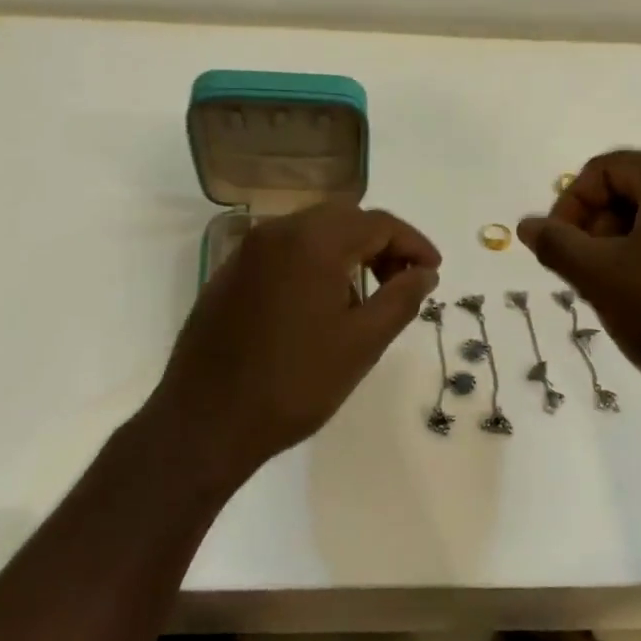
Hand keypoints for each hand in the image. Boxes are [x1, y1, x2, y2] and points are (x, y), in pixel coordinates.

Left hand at [152, 202, 440, 483]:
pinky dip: (313, 263)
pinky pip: (283, 252)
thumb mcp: (362, 343)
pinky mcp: (228, 275)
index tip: (433, 272)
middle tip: (403, 281)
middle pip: (344, 218)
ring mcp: (246, 252)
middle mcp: (276, 232)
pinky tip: (319, 305)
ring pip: (311, 232)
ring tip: (364, 298)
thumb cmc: (295, 383)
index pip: (378, 223)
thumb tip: (424, 272)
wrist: (207, 422)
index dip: (413, 244)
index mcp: (312, 241)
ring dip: (347, 251)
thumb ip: (401, 298)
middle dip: (381, 243)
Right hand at [518, 151, 640, 411]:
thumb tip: (527, 225)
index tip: (558, 247)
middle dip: (599, 223)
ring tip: (615, 286)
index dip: (570, 203)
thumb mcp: (599, 278)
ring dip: (626, 240)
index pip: (605, 168)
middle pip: (636, 186)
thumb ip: (556, 244)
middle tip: (585, 269)